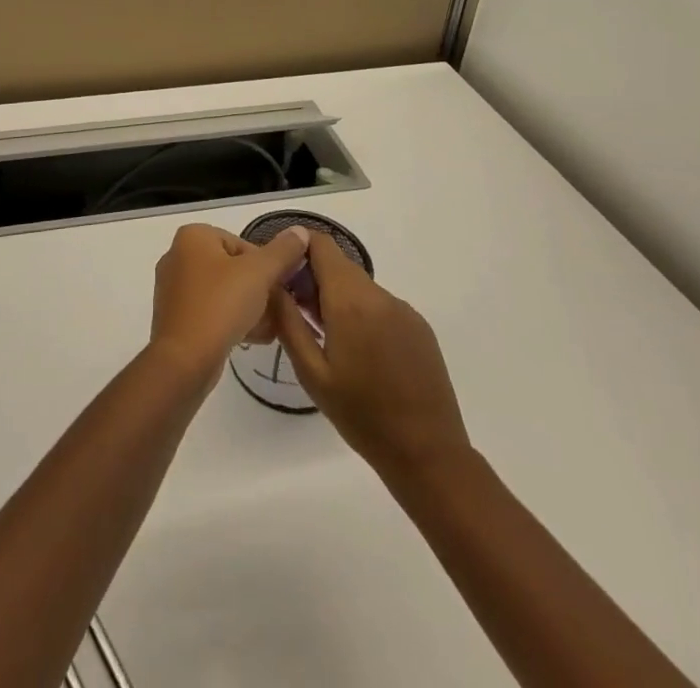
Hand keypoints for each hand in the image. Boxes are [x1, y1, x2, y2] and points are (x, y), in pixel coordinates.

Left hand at [149, 223, 311, 382]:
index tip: (281, 288)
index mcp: (193, 237)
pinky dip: (231, 320)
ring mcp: (174, 288)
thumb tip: (300, 230)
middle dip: (259, 290)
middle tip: (279, 310)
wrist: (184, 361)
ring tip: (270, 327)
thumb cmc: (220, 305)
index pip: (242, 244)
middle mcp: (178, 256)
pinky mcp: (175, 317)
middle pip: (233, 268)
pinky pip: (211, 311)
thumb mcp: (259, 274)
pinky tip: (254, 337)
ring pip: (223, 292)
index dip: (266, 266)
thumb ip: (282, 251)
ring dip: (250, 307)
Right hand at [272, 234, 469, 476]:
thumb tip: (272, 283)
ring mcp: (403, 309)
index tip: (282, 271)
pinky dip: (362, 313)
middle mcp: (379, 295)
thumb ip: (288, 321)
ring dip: (338, 298)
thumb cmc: (361, 416)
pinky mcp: (419, 326)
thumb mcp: (312, 372)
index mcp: (350, 301)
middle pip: (339, 265)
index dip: (298, 248)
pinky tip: (360, 352)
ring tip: (327, 337)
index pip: (321, 245)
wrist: (428, 454)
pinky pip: (381, 305)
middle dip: (314, 278)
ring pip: (360, 287)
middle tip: (297, 313)